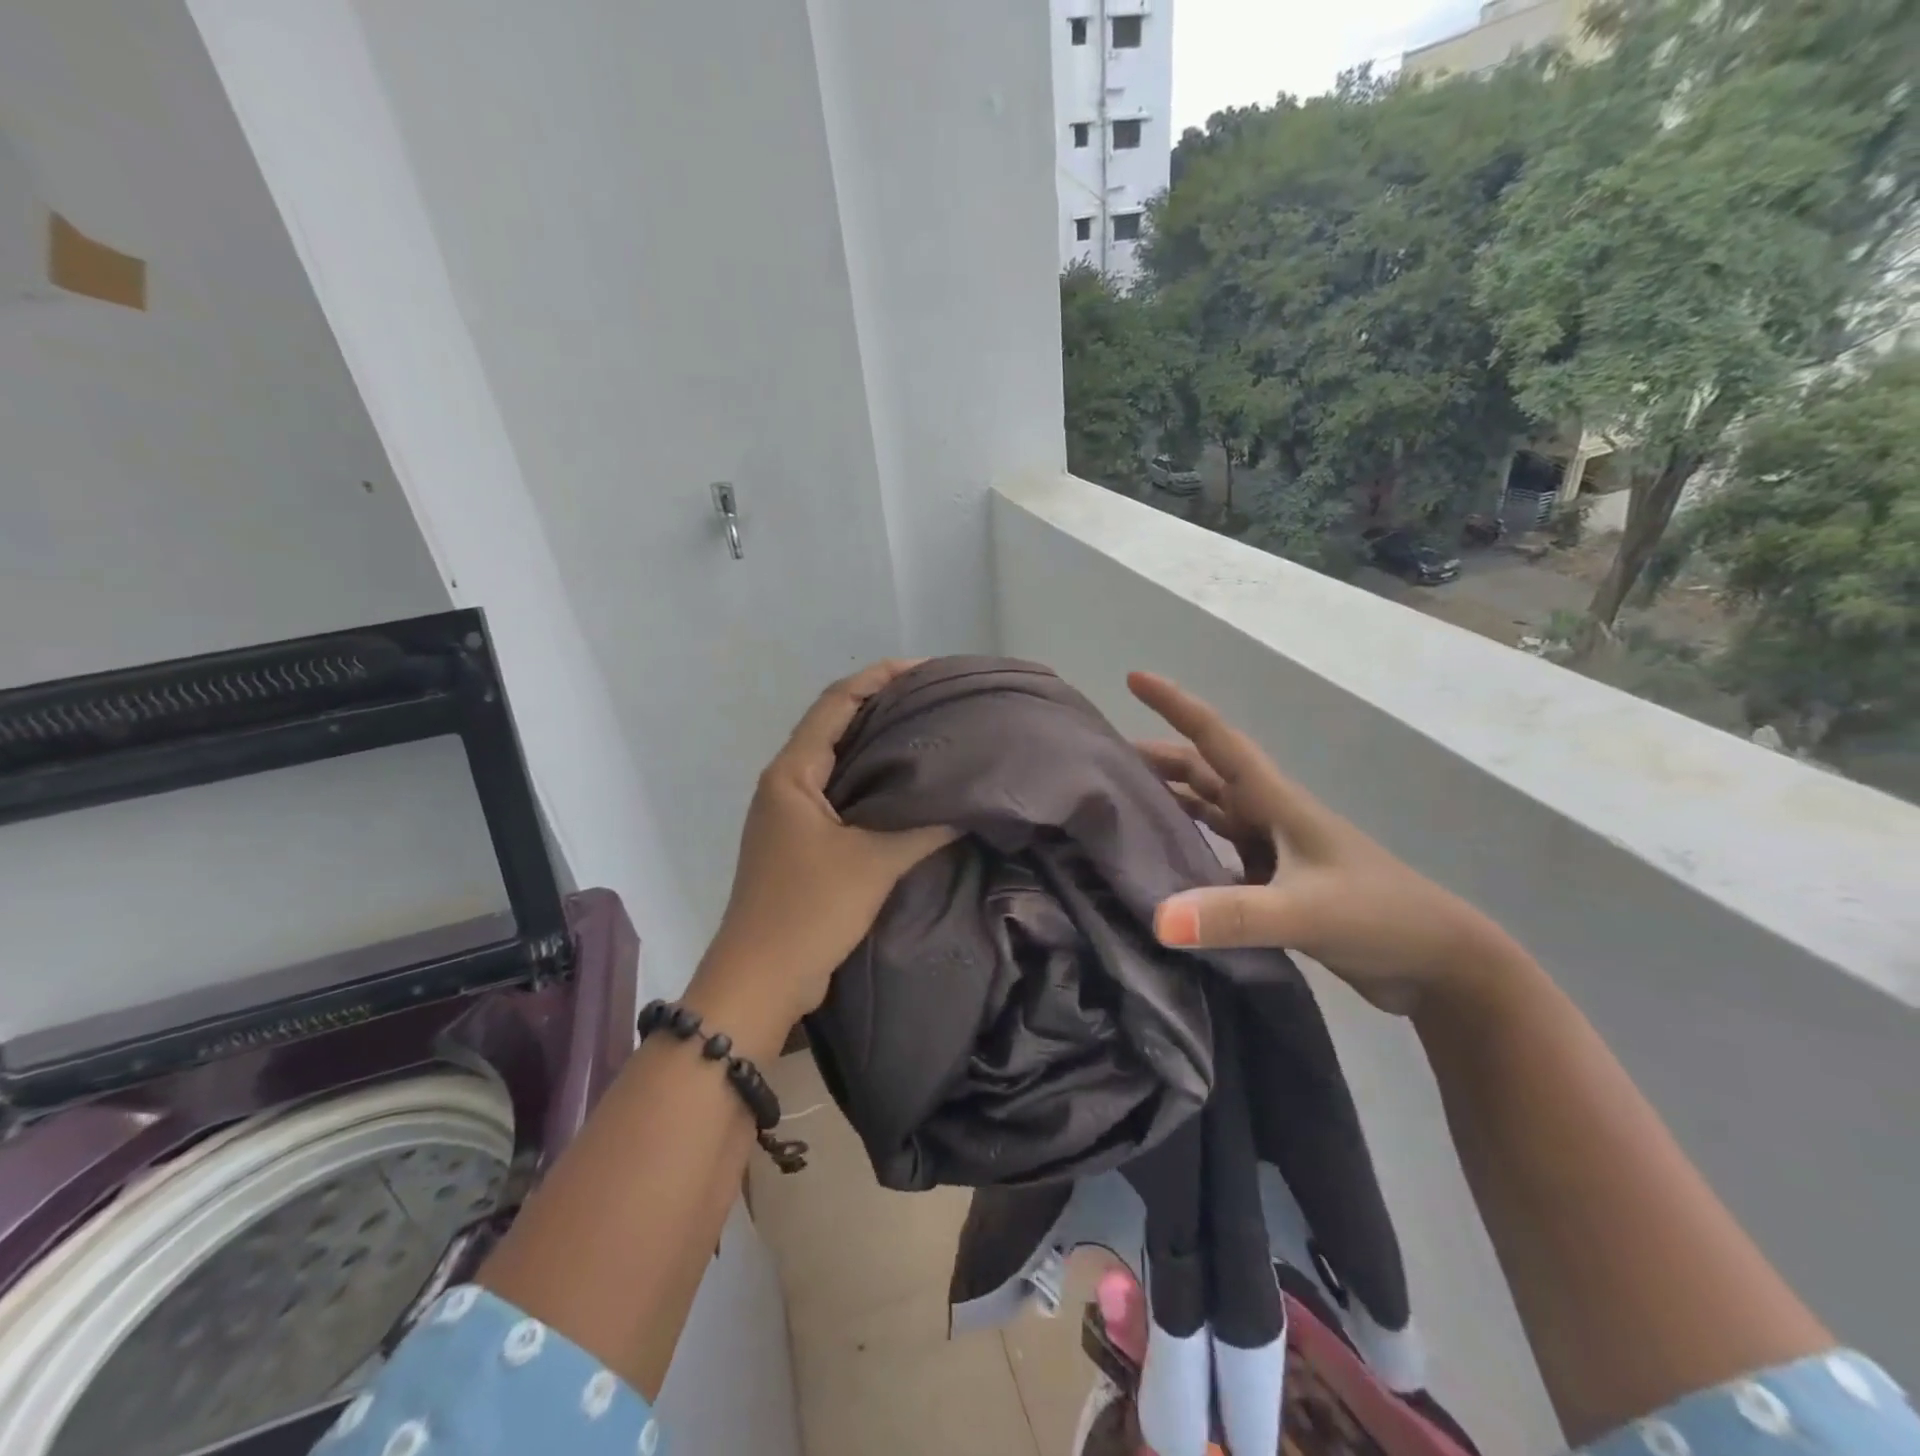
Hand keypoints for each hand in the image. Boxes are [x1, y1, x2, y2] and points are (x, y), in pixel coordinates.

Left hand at [689, 662, 953, 1044]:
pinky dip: (872, 785)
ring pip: (839, 763)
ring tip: (929, 737)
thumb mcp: (872, 863)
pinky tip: (908, 792)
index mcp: (792, 774)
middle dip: (883, 707)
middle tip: (936, 702)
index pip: (836, 703)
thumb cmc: (808, 911)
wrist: (760, 982)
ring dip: (878, 747)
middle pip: (836, 727)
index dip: (878, 678)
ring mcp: (790, 815)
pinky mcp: (801, 843)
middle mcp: (786, 784)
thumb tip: (970, 803)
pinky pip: (841, 797)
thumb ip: (923, 827)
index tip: (923, 668)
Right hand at [1130, 671, 1511, 1016]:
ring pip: (1208, 810)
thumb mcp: (1306, 911)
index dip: (1176, 705)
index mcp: (1275, 801)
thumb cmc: (1380, 916)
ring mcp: (1273, 850)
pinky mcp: (1273, 884)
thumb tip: (1159, 920)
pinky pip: (1216, 853)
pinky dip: (1186, 850)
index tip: (1135, 678)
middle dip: (1157, 757)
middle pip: (1203, 771)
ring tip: (1120, 804)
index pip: (1217, 739)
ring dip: (1169, 799)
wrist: (1440, 964)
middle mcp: (1268, 816)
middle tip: (1104, 761)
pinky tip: (1158, 867)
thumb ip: (1234, 915)